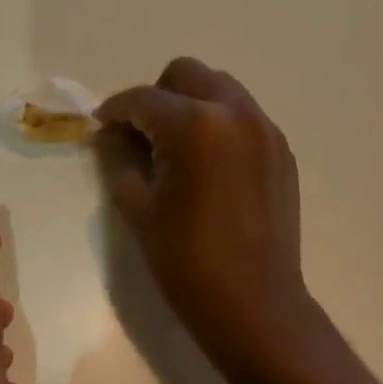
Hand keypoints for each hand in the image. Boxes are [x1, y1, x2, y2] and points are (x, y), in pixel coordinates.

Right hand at [95, 58, 315, 379]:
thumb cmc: (186, 261)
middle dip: (156, 96)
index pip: (142, 99)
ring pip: (218, 86)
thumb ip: (118, 156)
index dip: (115, 110)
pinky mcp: (281, 149)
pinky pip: (241, 113)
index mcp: (194, 126)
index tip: (101, 125)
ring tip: (176, 145)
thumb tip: (111, 132)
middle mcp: (234, 113)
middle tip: (142, 133)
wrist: (257, 309)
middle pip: (185, 74)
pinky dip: (217, 121)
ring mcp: (264, 129)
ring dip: (190, 103)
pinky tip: (207, 162)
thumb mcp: (137, 206)